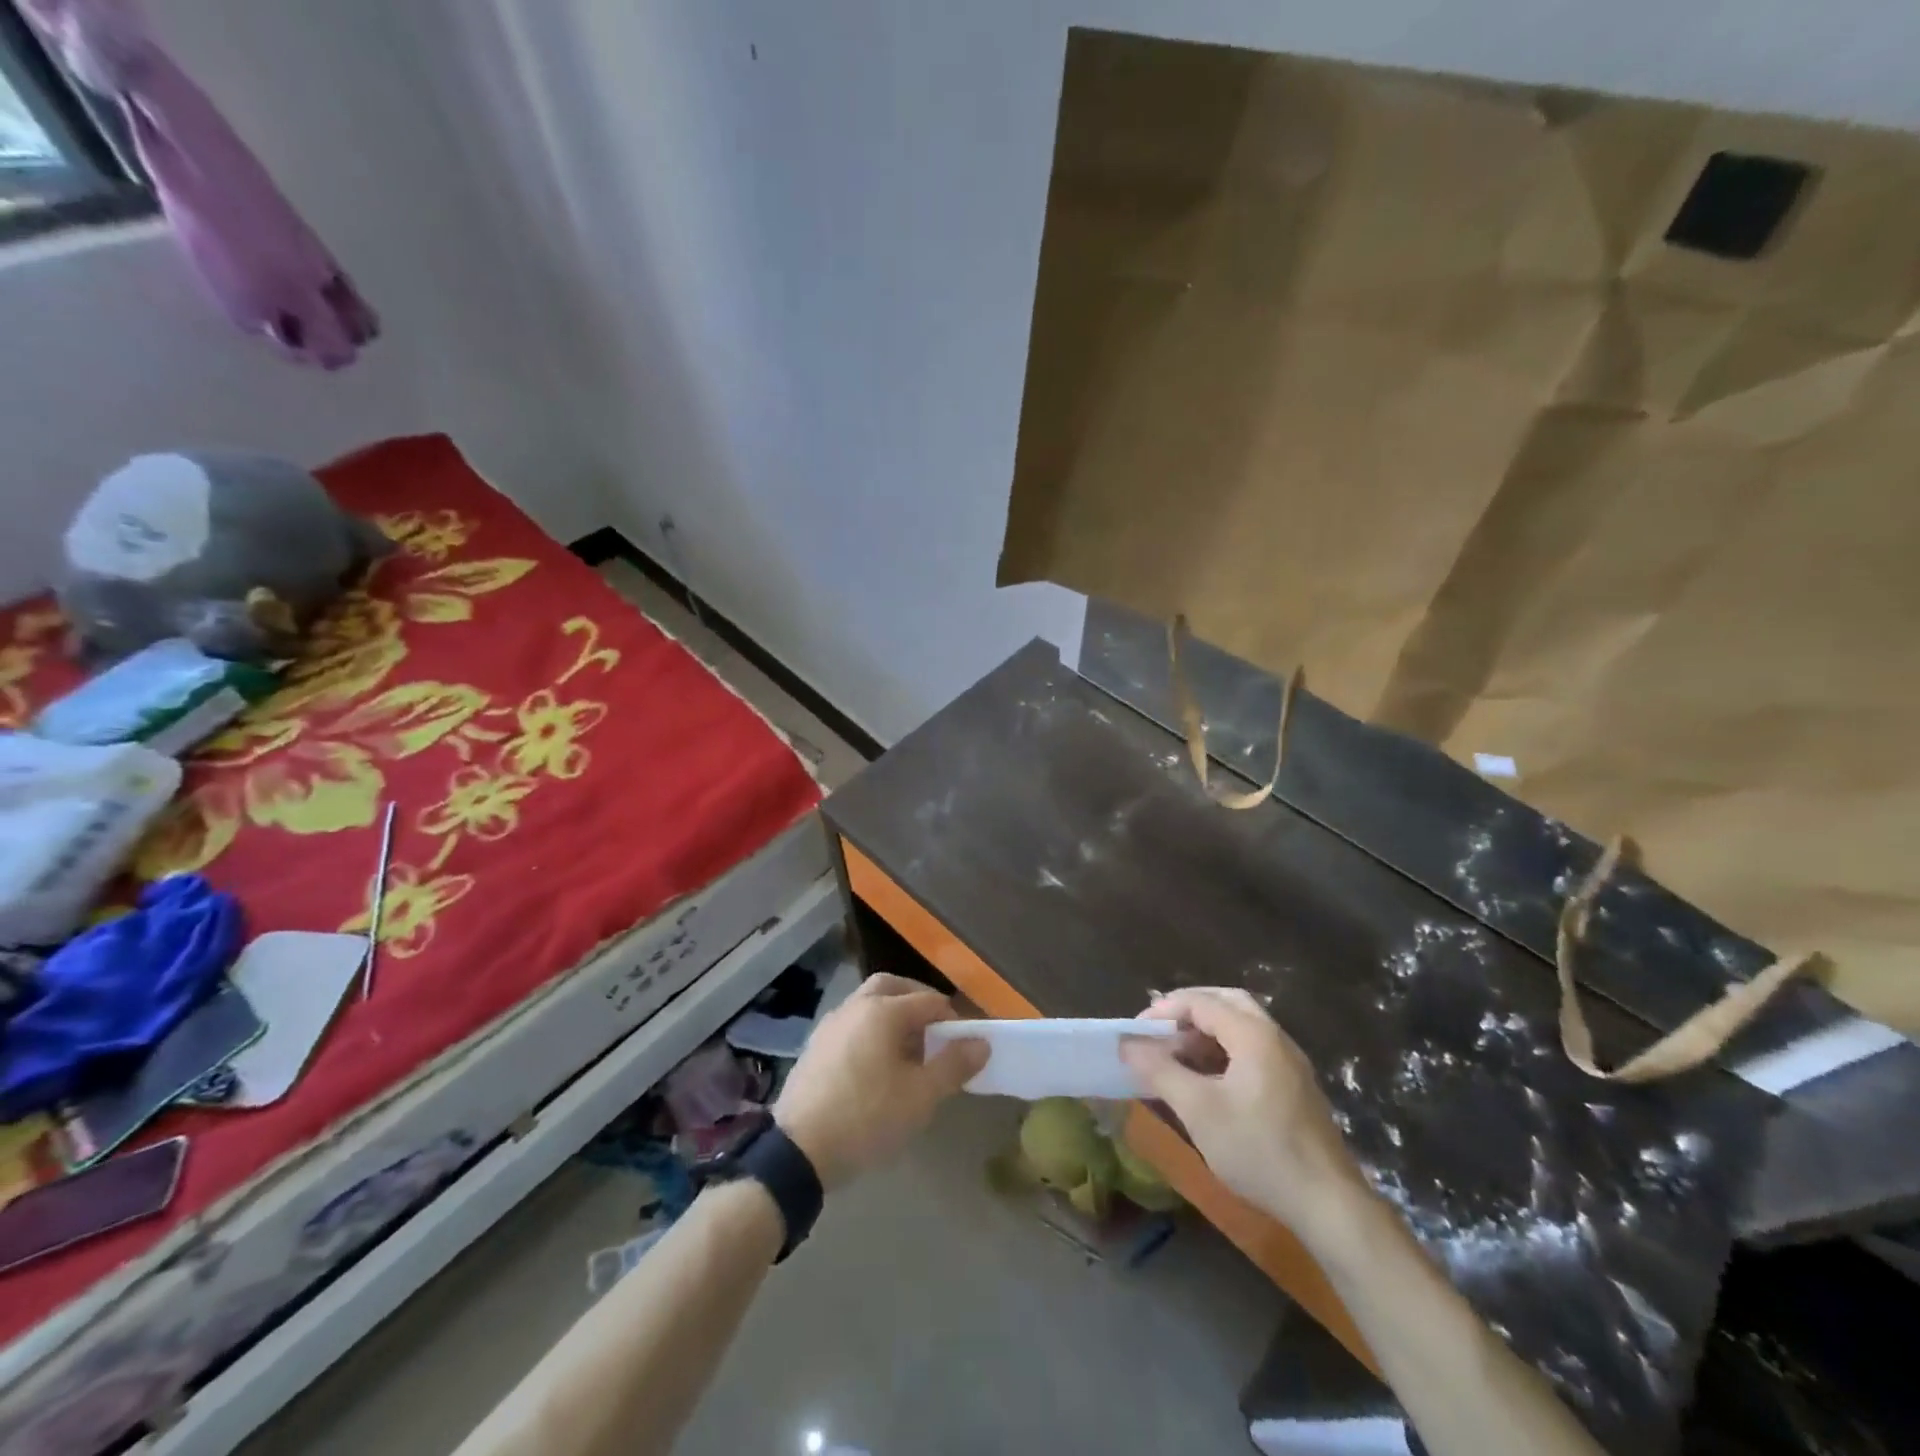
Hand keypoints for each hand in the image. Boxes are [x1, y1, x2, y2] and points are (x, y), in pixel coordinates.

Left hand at [773, 973, 987, 1191]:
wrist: (799, 1150)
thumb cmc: (867, 1117)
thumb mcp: (921, 1096)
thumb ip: (954, 1065)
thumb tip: (981, 1043)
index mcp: (883, 1011)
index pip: (929, 1002)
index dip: (954, 1020)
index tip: (966, 1046)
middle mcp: (855, 1006)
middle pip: (892, 987)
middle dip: (917, 1001)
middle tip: (935, 1030)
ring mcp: (830, 1024)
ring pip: (868, 1004)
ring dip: (892, 1016)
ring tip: (908, 1051)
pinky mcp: (815, 1046)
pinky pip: (851, 1025)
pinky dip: (870, 1031)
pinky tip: (876, 1066)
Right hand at [1121, 987, 1369, 1244]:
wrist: (1329, 1206)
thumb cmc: (1259, 1150)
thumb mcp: (1198, 1110)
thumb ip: (1160, 1070)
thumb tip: (1128, 1044)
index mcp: (1253, 1034)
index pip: (1201, 1002)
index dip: (1163, 1011)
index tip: (1135, 1033)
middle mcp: (1275, 1038)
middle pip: (1226, 1002)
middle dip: (1189, 1009)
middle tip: (1159, 1030)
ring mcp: (1290, 1063)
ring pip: (1242, 1026)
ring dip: (1207, 1030)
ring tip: (1177, 1053)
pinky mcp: (1296, 1087)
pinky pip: (1254, 1049)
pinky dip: (1225, 1049)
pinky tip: (1208, 1079)